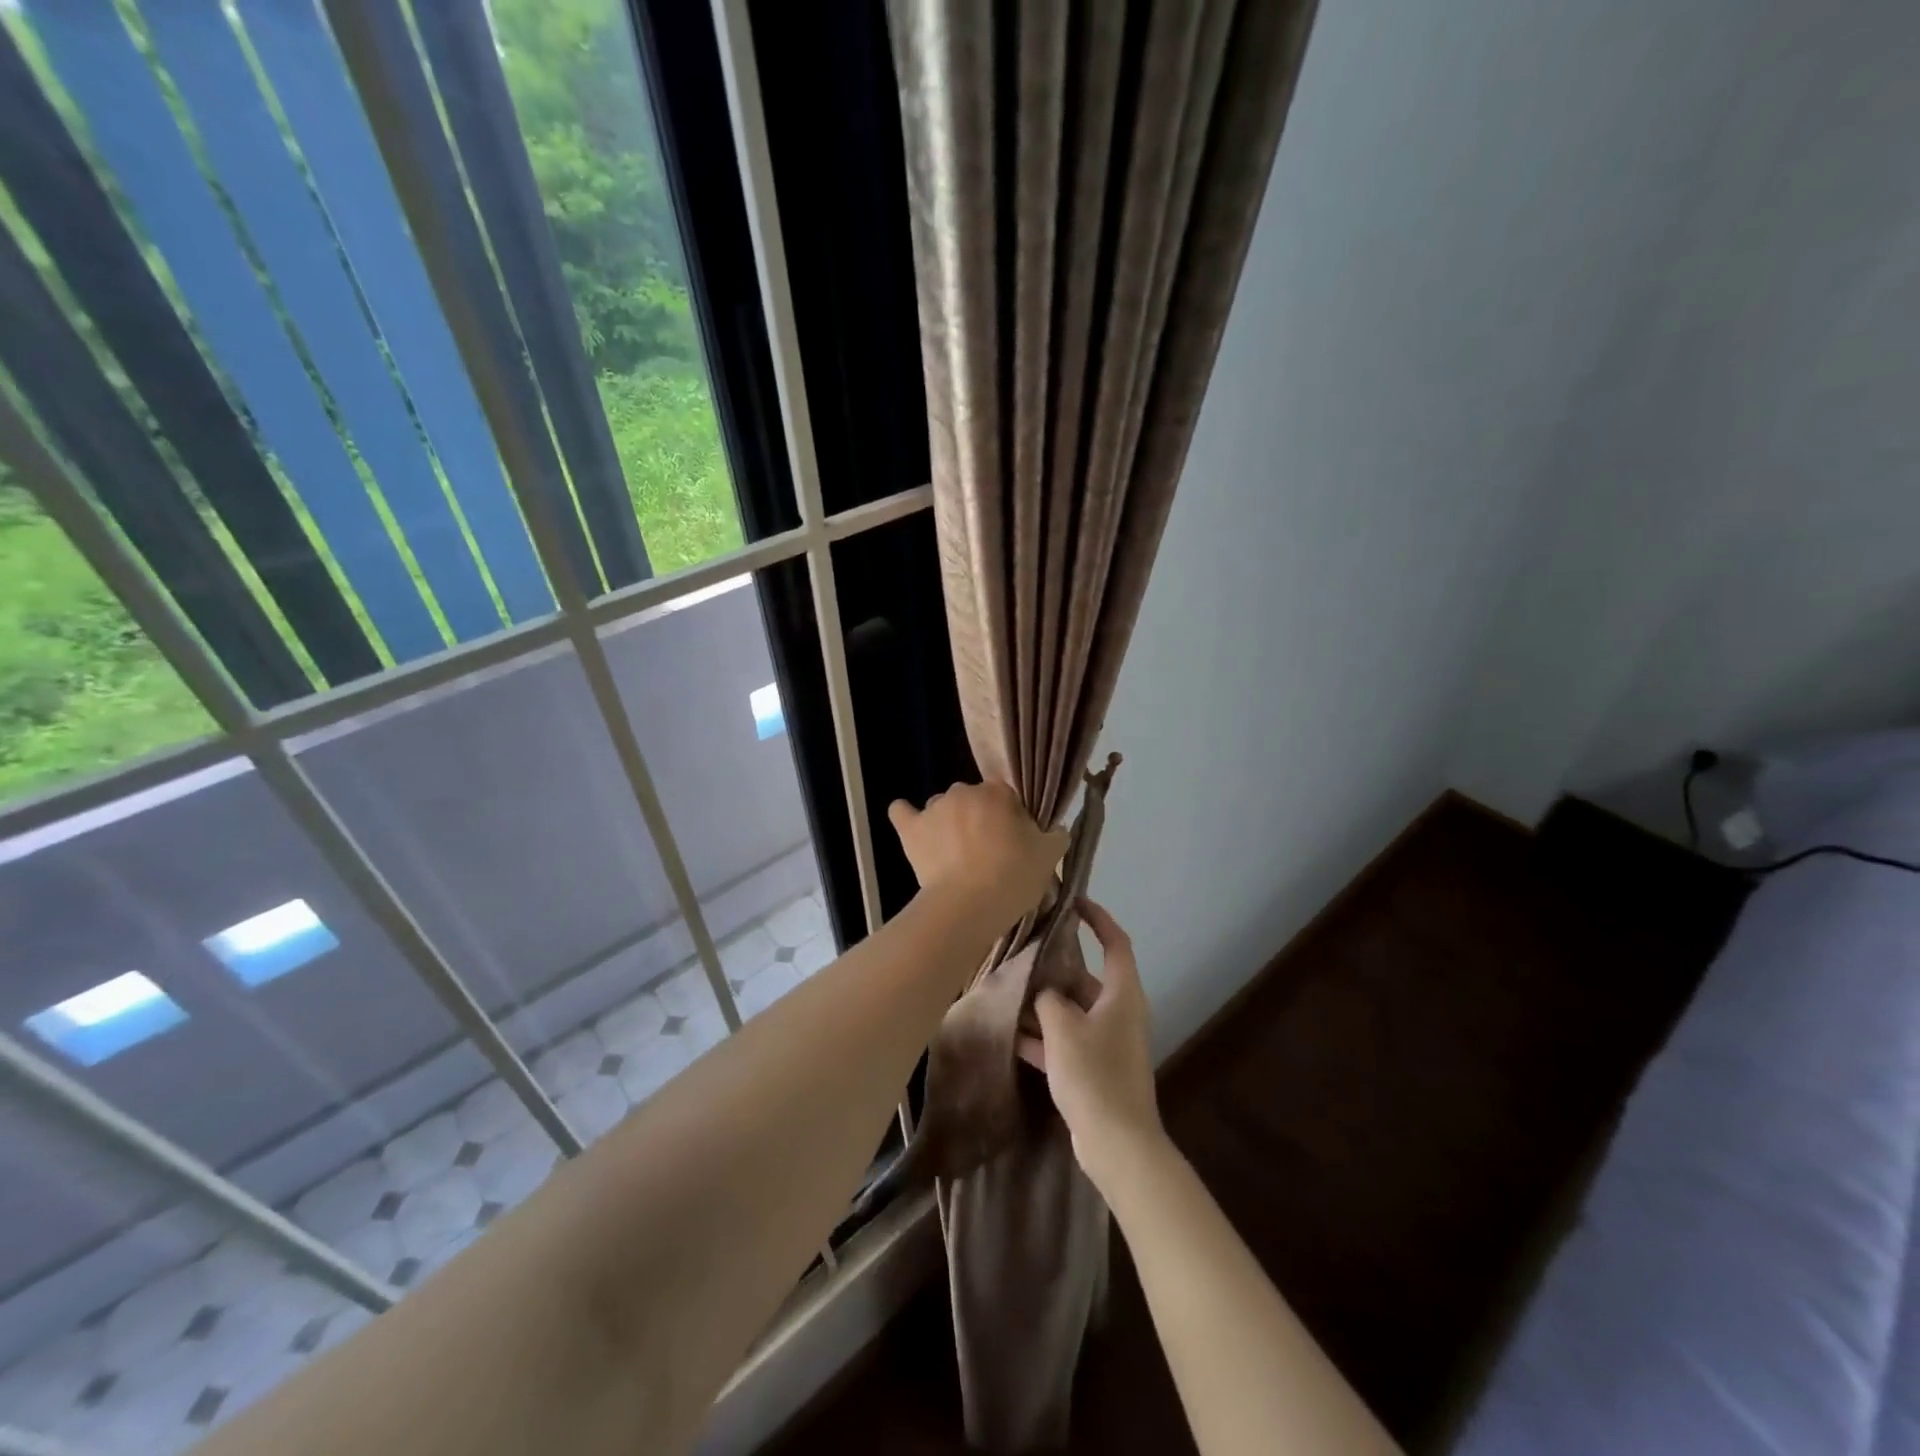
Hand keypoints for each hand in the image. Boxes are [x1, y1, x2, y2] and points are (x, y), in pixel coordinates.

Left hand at [888, 781, 1068, 922]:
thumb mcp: (1050, 857)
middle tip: (987, 852)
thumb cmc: (1012, 877)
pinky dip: (906, 816)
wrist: (968, 906)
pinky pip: (901, 812)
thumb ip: (1055, 835)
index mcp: (998, 792)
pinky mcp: (910, 829)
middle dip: (979, 819)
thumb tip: (1055, 828)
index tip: (1014, 842)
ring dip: (948, 823)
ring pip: (942, 807)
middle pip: (973, 800)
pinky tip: (912, 827)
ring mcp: (934, 808)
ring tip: (954, 855)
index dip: (1010, 817)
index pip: (1006, 796)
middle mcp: (963, 791)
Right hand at [1018, 899, 1165, 1192]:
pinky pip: (1066, 1041)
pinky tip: (1010, 1035)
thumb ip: (1049, 1000)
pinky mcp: (1094, 1069)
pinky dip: (1043, 1037)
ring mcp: (1107, 1042)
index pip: (1115, 942)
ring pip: (1073, 1010)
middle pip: (1087, 977)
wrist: (1118, 1144)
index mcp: (1122, 994)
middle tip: (1024, 949)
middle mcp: (1119, 1012)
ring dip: (1045, 1003)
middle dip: (1056, 965)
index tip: (1073, 902)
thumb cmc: (1095, 1075)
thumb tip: (1043, 992)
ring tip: (1008, 988)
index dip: (1098, 918)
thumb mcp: (1064, 1029)